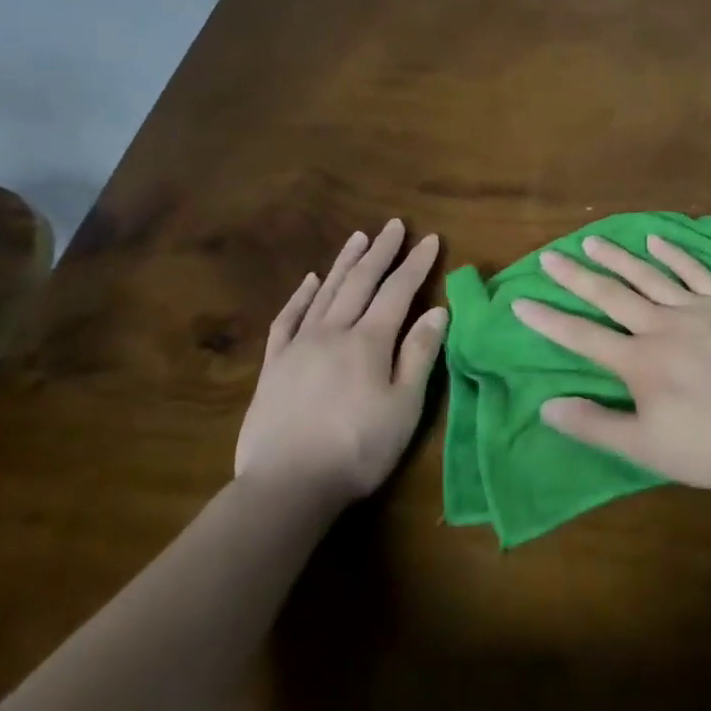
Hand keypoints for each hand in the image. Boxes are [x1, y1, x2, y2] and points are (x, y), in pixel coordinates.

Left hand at [237, 219, 448, 502]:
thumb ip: (419, 354)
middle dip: (381, 252)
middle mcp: (334, 332)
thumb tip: (436, 310)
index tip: (430, 239)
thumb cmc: (358, 448)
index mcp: (369, 341)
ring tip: (359, 238)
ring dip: (344, 262)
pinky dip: (300, 296)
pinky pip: (288, 319)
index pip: (398, 291)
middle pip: (360, 282)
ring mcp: (299, 346)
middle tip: (393, 225)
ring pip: (325, 292)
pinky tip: (309, 281)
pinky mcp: (274, 365)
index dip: (416, 264)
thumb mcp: (404, 405)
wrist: (287, 485)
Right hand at [511, 233, 710, 488]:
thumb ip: (595, 425)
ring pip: (648, 276)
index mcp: (638, 362)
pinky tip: (657, 240)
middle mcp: (660, 326)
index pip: (582, 337)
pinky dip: (674, 254)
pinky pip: (695, 271)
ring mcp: (696, 309)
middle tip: (550, 256)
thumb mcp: (646, 448)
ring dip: (618, 257)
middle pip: (610, 295)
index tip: (521, 301)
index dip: (549, 320)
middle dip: (576, 276)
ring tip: (593, 240)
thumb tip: (547, 406)